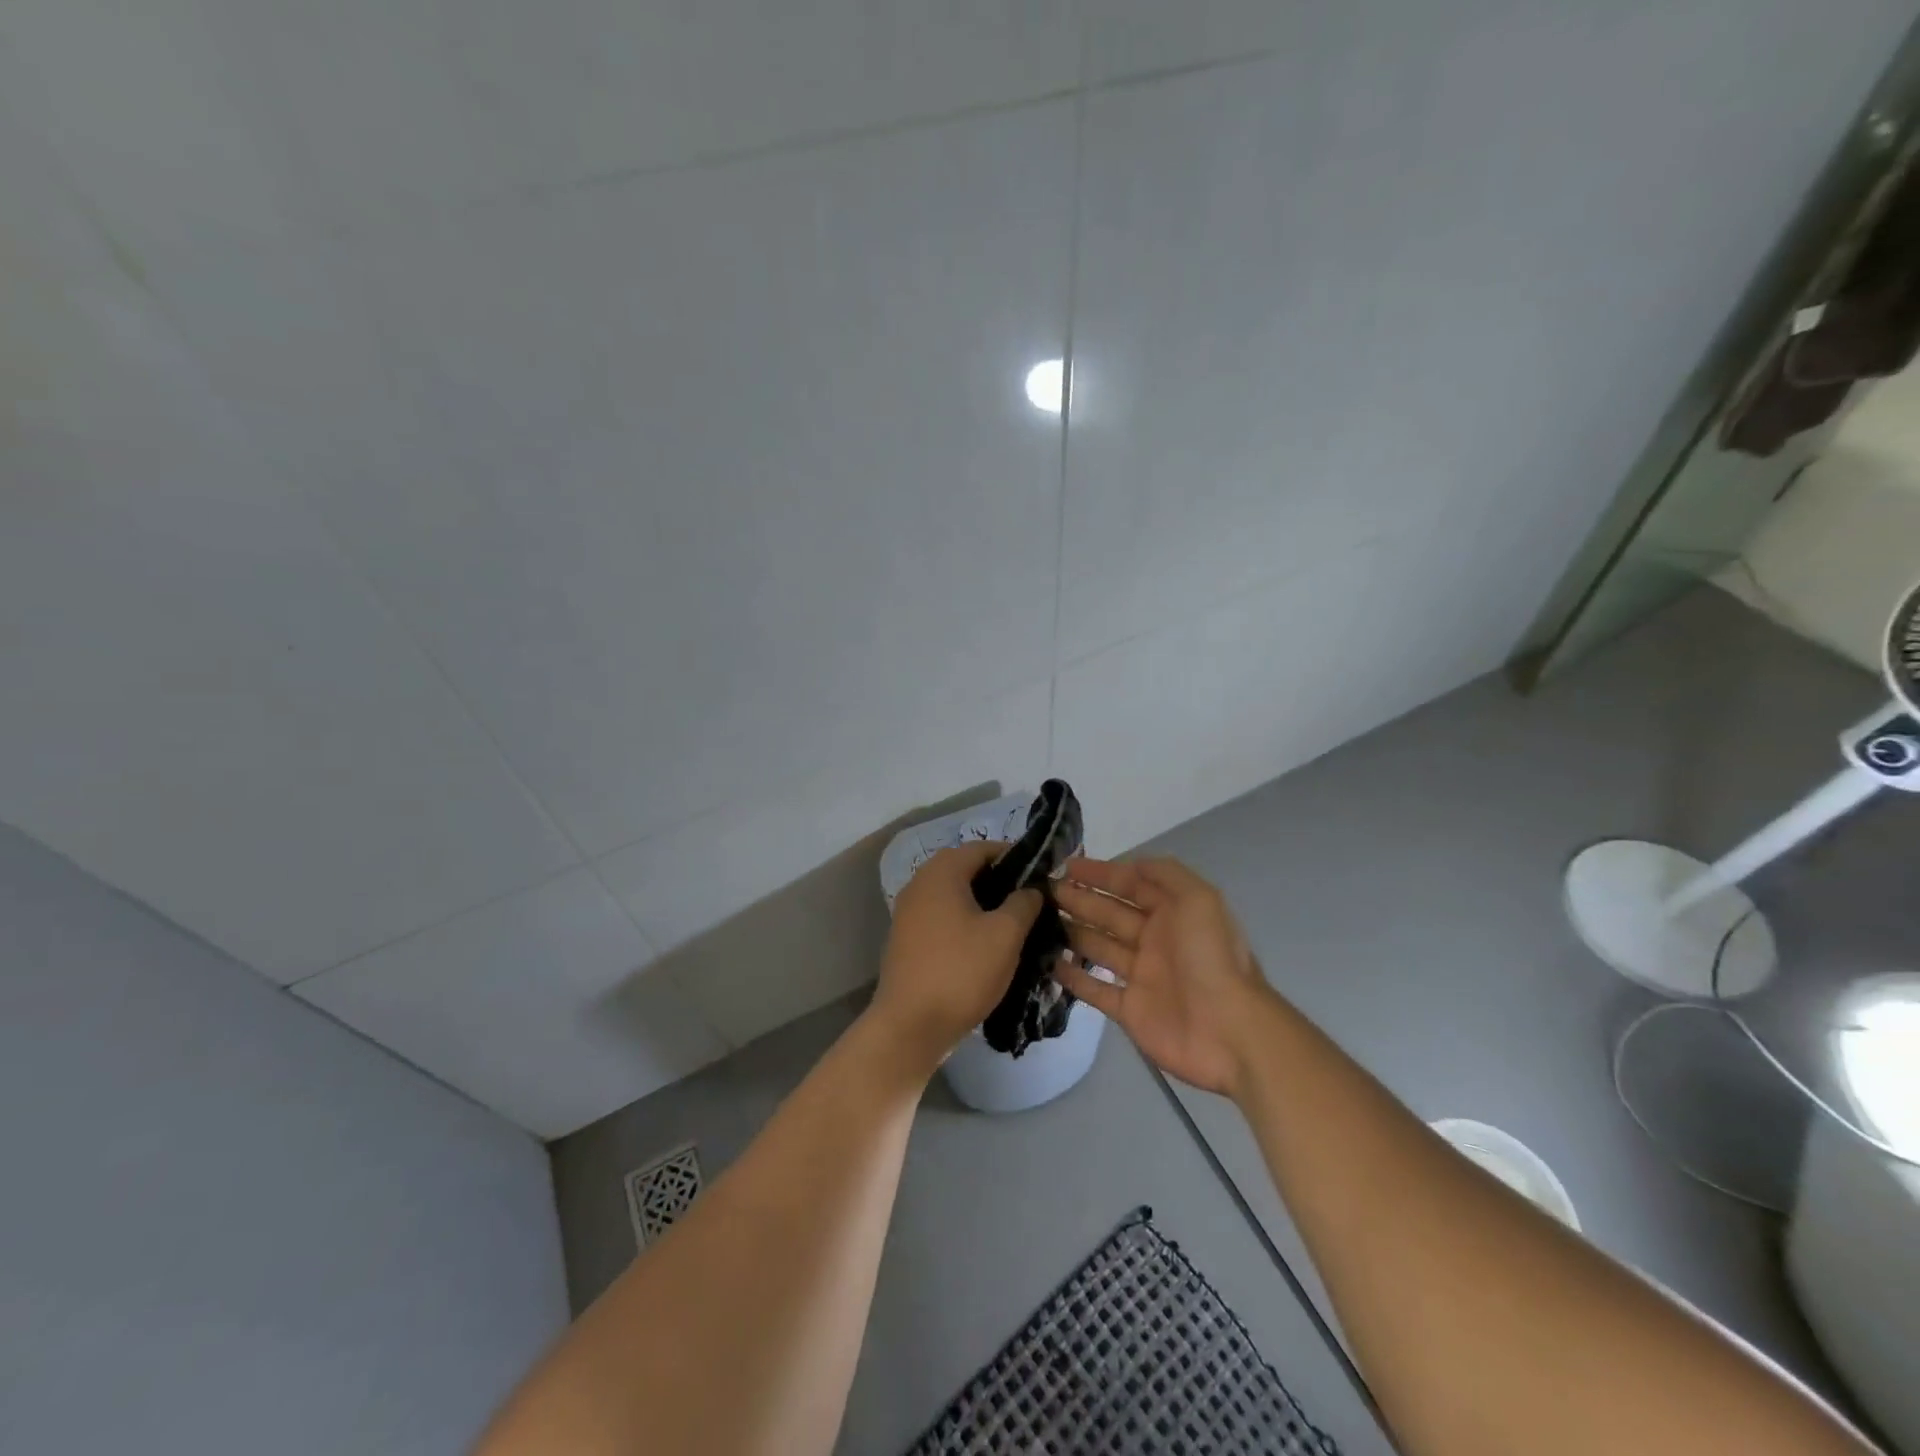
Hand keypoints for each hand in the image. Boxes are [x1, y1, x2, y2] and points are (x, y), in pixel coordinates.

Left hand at [868, 842, 1042, 1075]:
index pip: (983, 848)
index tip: (1041, 876)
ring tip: (1013, 925)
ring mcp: (908, 912)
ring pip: (954, 895)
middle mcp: (920, 883)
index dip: (1014, 857)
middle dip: (999, 881)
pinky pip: (941, 917)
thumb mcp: (1006, 935)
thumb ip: (1024, 903)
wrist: (910, 1025)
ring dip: (982, 904)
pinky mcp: (906, 938)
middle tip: (1030, 902)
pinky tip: (984, 945)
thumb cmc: (961, 971)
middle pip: (966, 869)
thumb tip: (1032, 889)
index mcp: (942, 872)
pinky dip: (963, 922)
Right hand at [1052, 856, 1277, 1097]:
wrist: (1230, 1031)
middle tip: (1043, 891)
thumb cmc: (1210, 958)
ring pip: (1098, 947)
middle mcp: (1155, 940)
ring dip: (1071, 931)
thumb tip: (1129, 864)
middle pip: (1109, 913)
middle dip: (1079, 899)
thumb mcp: (1199, 899)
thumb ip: (1165, 874)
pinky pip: (1095, 989)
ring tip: (1038, 920)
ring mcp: (1140, 976)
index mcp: (1172, 913)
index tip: (1066, 865)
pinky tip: (1049, 962)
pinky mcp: (1129, 1010)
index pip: (1130, 885)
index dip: (1100, 873)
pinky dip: (1073, 977)